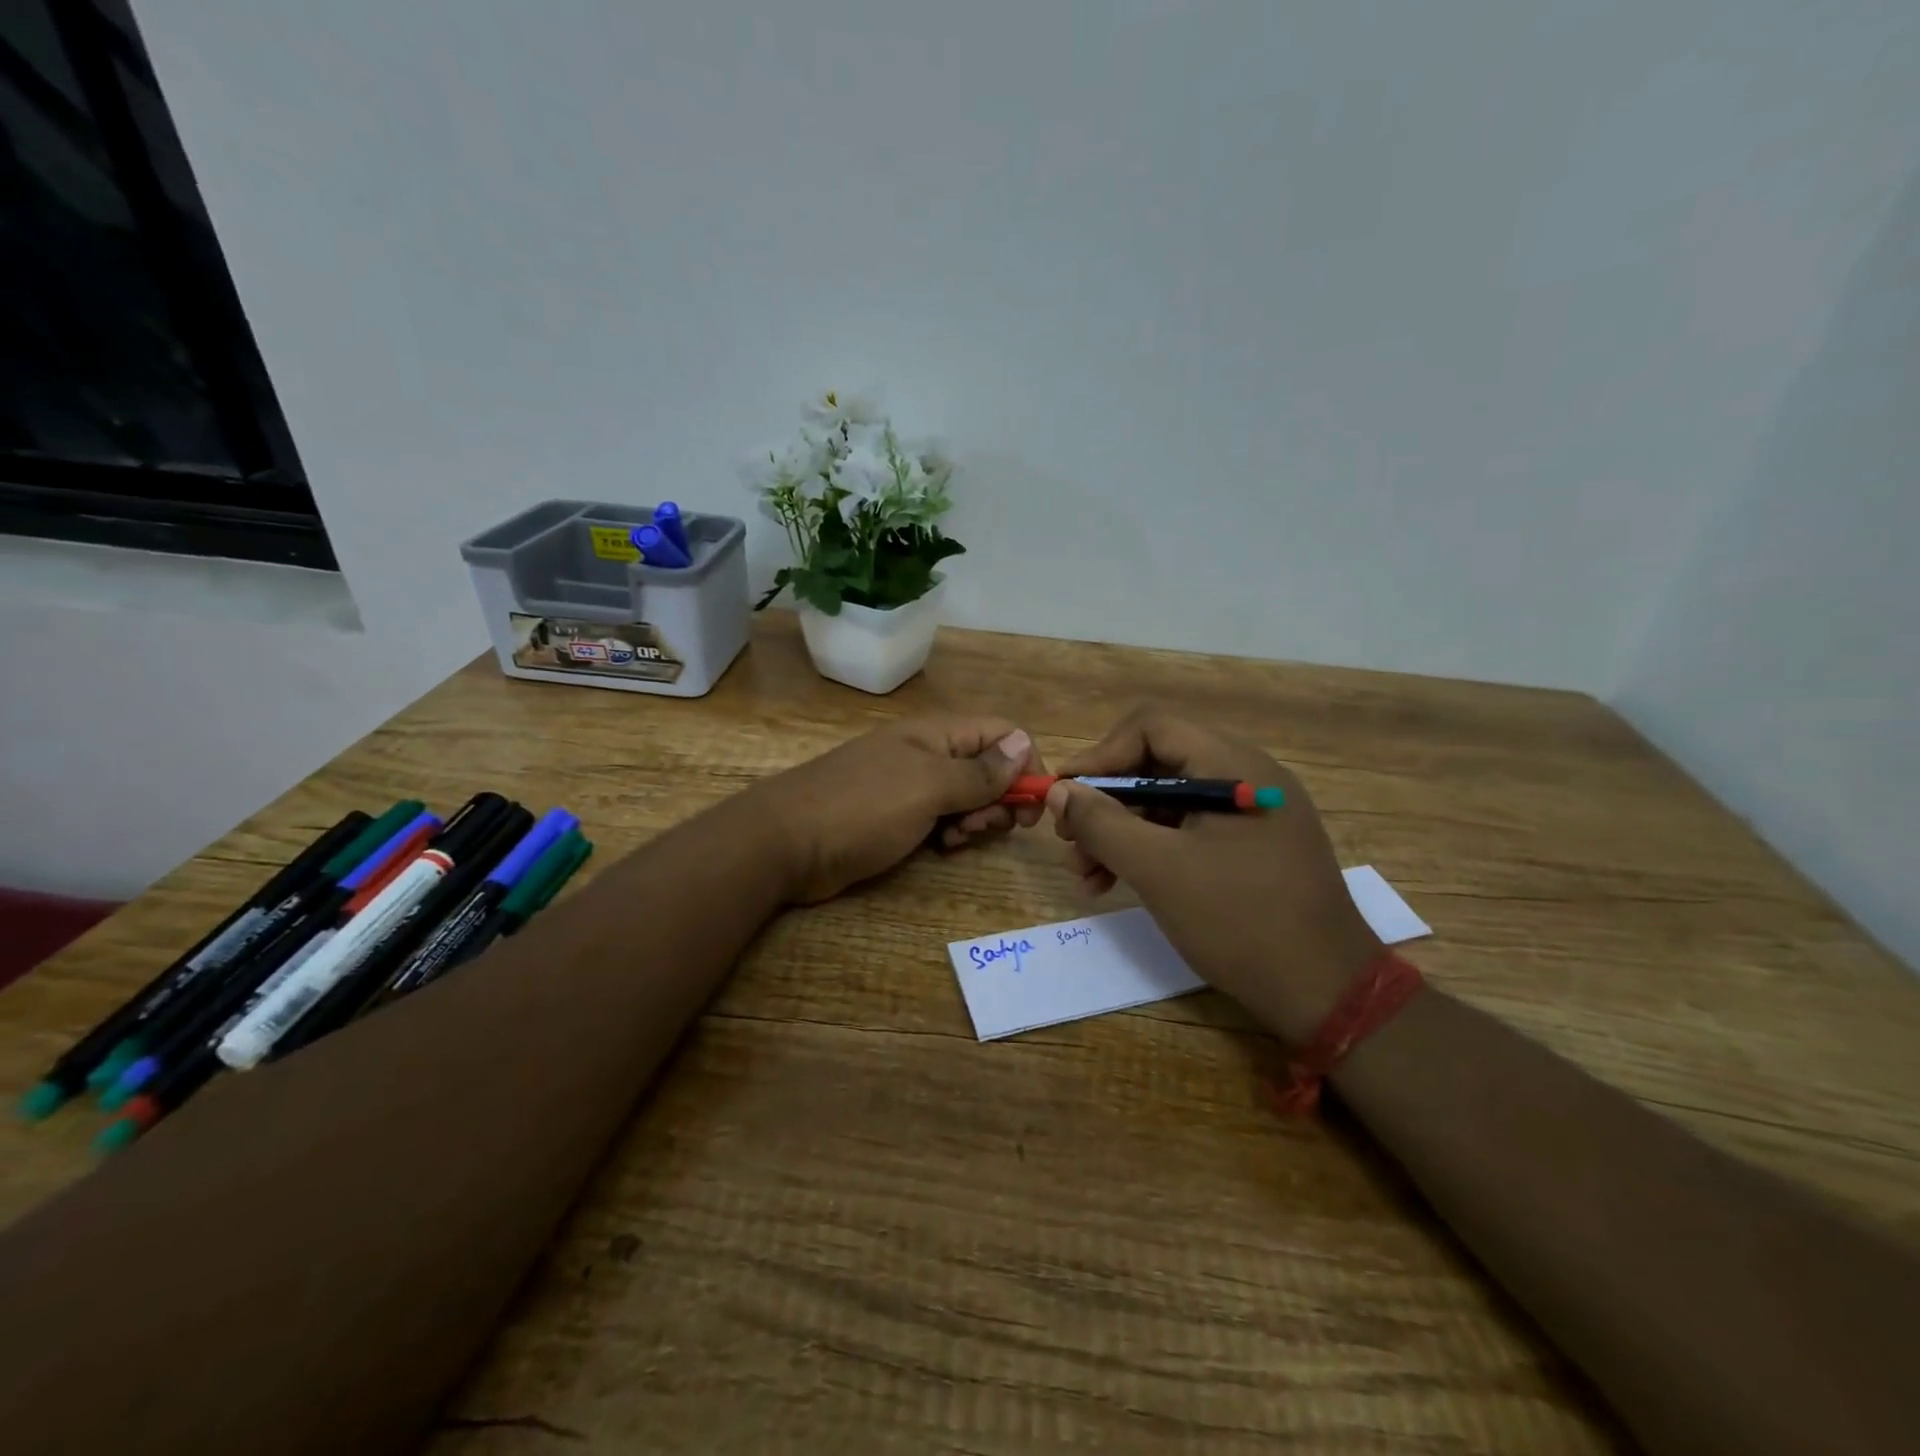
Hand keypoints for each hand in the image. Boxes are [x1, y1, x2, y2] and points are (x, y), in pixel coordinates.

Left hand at [753, 718, 1045, 903]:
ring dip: (975, 819)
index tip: (1033, 805)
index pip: (1001, 734)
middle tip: (989, 827)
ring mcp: (909, 788)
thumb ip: (979, 771)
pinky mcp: (896, 819)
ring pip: (966, 798)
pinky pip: (941, 820)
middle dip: (999, 798)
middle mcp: (927, 755)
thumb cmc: (861, 808)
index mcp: (936, 735)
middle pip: (988, 768)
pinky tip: (941, 849)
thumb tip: (1023, 744)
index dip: (1025, 763)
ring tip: (957, 840)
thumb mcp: (927, 786)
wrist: (785, 844)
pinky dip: (951, 833)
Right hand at [1046, 705, 1379, 1044]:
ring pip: (1167, 802)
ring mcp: (1251, 813)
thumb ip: (1101, 823)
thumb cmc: (1239, 920)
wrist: (1325, 993)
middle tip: (1069, 842)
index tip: (1065, 796)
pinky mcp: (1250, 847)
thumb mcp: (1158, 869)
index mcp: (1233, 765)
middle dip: (1105, 802)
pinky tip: (1116, 884)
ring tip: (1085, 875)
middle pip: (1156, 765)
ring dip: (1120, 832)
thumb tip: (1060, 790)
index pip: (1152, 727)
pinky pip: (1187, 831)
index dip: (1101, 755)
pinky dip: (1148, 850)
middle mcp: (1245, 776)